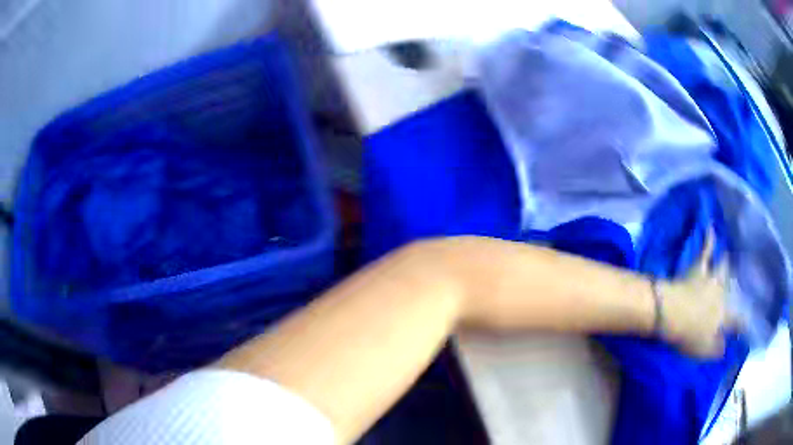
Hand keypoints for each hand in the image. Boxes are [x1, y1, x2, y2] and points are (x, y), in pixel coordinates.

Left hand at [656, 233, 736, 356]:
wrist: (671, 312)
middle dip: (738, 288)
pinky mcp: (698, 269)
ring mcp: (711, 278)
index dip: (743, 324)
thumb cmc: (689, 334)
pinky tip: (711, 226)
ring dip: (727, 263)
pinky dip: (709, 239)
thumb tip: (726, 347)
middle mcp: (722, 294)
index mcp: (724, 315)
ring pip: (723, 268)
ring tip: (732, 255)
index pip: (738, 320)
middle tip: (745, 281)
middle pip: (732, 289)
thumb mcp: (704, 350)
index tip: (748, 325)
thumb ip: (717, 349)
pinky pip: (705, 250)